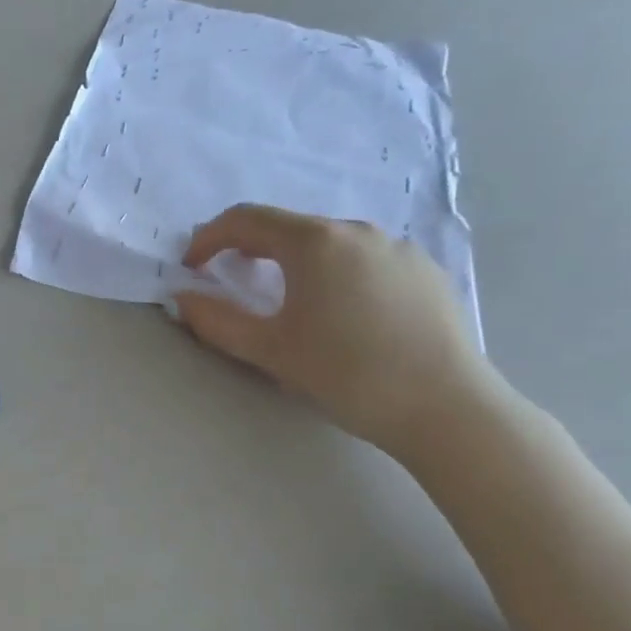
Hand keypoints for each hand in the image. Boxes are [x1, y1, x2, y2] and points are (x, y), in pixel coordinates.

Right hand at [168, 203, 501, 459]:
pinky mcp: (426, 271)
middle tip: (231, 280)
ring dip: (294, 261)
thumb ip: (216, 320)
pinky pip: (365, 259)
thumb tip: (182, 297)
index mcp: (315, 242)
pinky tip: (342, 313)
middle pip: (288, 227)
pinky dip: (336, 273)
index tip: (192, 267)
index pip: (246, 219)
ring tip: (288, 299)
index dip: (209, 238)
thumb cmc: (348, 375)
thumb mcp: (269, 351)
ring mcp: (398, 248)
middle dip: (250, 249)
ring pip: (329, 243)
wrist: (448, 410)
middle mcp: (357, 231)